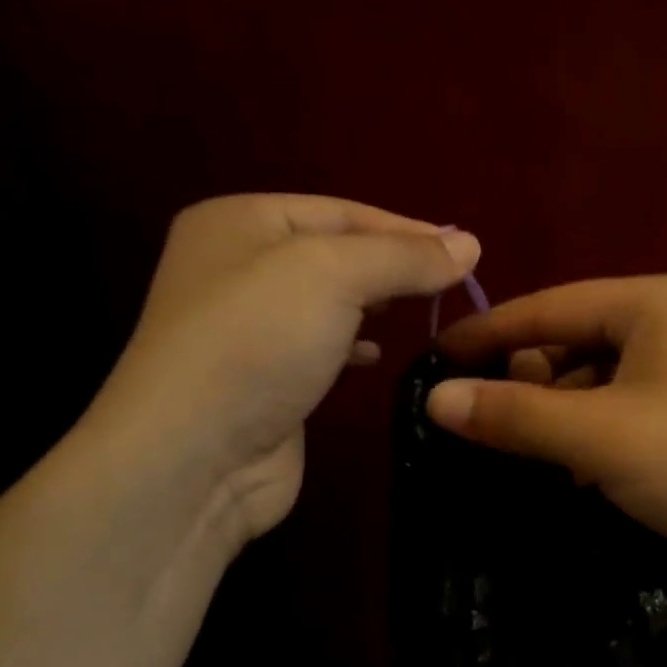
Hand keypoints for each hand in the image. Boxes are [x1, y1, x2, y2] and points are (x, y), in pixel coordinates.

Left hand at [82, 193, 479, 556]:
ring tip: (425, 310)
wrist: (196, 456)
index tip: (466, 252)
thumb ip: (403, 257)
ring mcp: (247, 327)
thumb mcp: (334, 276)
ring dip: (377, 303)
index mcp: (241, 221)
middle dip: (394, 265)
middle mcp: (238, 266)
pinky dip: (354, 345)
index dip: (407, 229)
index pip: (342, 211)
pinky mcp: (264, 378)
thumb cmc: (259, 342)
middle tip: (452, 282)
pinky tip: (378, 356)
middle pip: (336, 253)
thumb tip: (470, 244)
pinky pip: (320, 346)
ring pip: (329, 301)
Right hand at [428, 275, 666, 596]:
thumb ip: (515, 414)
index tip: (434, 359)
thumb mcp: (598, 436)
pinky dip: (590, 435)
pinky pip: (620, 411)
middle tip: (489, 426)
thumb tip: (436, 400)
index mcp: (654, 303)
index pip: (550, 307)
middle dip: (528, 383)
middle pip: (572, 342)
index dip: (488, 333)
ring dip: (558, 415)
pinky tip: (574, 470)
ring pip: (594, 382)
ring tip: (528, 454)